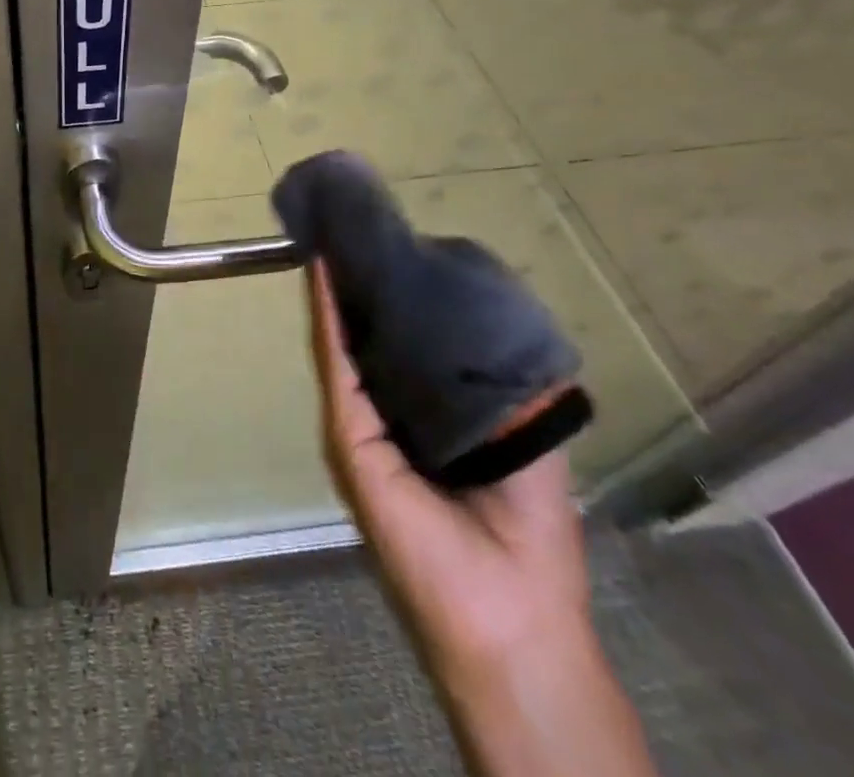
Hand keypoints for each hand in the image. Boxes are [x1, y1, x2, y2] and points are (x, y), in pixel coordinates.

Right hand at [307, 260, 590, 666]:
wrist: (507, 621)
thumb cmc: (527, 541)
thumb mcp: (528, 447)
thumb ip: (514, 392)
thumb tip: (506, 322)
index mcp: (424, 420)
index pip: (402, 349)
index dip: (398, 300)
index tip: (397, 250)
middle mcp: (385, 417)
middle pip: (366, 342)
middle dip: (362, 290)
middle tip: (361, 233)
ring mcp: (360, 426)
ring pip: (343, 346)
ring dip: (337, 295)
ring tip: (337, 242)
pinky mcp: (349, 438)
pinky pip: (337, 366)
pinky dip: (329, 320)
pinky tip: (325, 276)